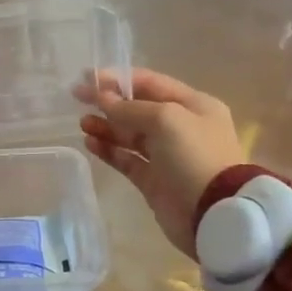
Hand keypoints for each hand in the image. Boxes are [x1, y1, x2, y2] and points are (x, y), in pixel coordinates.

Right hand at [76, 68, 246, 258]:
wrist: (214, 213)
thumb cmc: (195, 156)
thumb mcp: (166, 120)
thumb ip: (131, 108)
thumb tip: (104, 98)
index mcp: (193, 105)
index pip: (151, 83)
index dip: (119, 78)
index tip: (88, 77)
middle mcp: (181, 127)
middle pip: (138, 109)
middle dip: (109, 102)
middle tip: (78, 98)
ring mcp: (166, 156)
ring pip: (130, 135)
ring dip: (106, 126)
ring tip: (82, 123)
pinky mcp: (153, 181)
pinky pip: (127, 160)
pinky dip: (109, 150)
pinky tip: (90, 142)